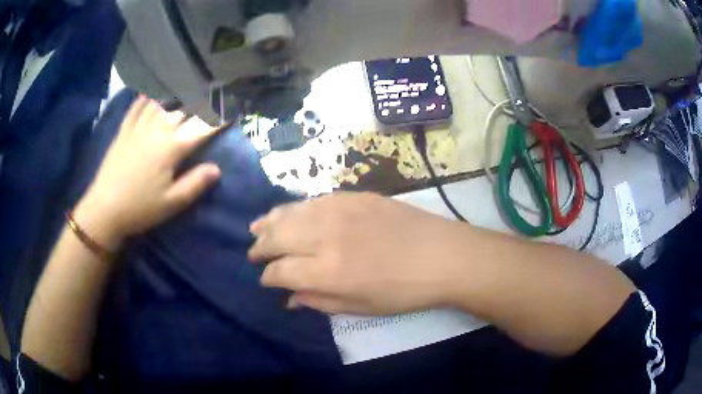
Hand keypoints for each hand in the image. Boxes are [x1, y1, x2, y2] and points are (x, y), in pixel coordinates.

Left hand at [74, 96, 220, 248]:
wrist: (105, 209)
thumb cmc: (140, 209)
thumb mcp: (171, 203)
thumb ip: (195, 184)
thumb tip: (217, 169)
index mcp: (172, 148)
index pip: (203, 127)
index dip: (221, 117)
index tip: (235, 108)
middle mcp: (158, 129)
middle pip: (185, 106)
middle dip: (204, 97)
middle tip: (216, 89)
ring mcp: (140, 125)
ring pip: (163, 99)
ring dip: (178, 89)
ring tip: (189, 80)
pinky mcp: (125, 129)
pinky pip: (138, 104)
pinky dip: (148, 94)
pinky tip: (154, 88)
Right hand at [248, 193, 471, 314]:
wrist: (442, 255)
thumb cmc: (404, 291)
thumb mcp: (361, 308)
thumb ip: (319, 301)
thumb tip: (289, 298)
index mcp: (327, 271)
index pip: (280, 271)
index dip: (268, 277)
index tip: (266, 280)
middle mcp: (325, 236)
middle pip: (277, 237)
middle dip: (260, 246)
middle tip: (253, 253)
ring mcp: (339, 210)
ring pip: (290, 213)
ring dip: (269, 222)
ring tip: (256, 228)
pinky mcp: (353, 195)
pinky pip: (312, 200)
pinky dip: (293, 208)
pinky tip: (288, 212)